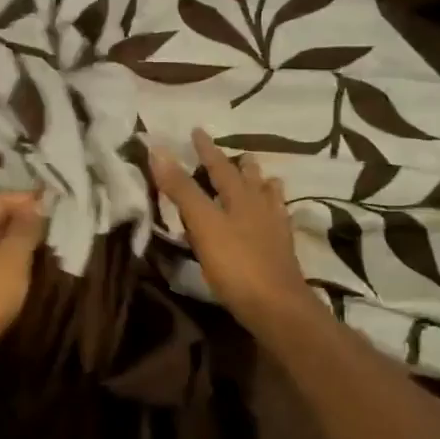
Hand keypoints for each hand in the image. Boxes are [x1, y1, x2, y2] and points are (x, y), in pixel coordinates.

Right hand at [150, 130, 313, 336]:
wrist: (277, 307)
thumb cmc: (236, 264)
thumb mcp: (203, 224)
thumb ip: (181, 189)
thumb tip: (158, 150)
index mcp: (239, 198)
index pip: (219, 166)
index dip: (205, 150)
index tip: (196, 131)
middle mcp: (260, 209)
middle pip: (250, 181)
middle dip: (241, 167)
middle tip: (241, 154)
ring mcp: (274, 231)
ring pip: (269, 200)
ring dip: (264, 187)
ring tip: (267, 179)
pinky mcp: (281, 254)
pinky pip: (278, 224)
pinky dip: (274, 214)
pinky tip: (276, 221)